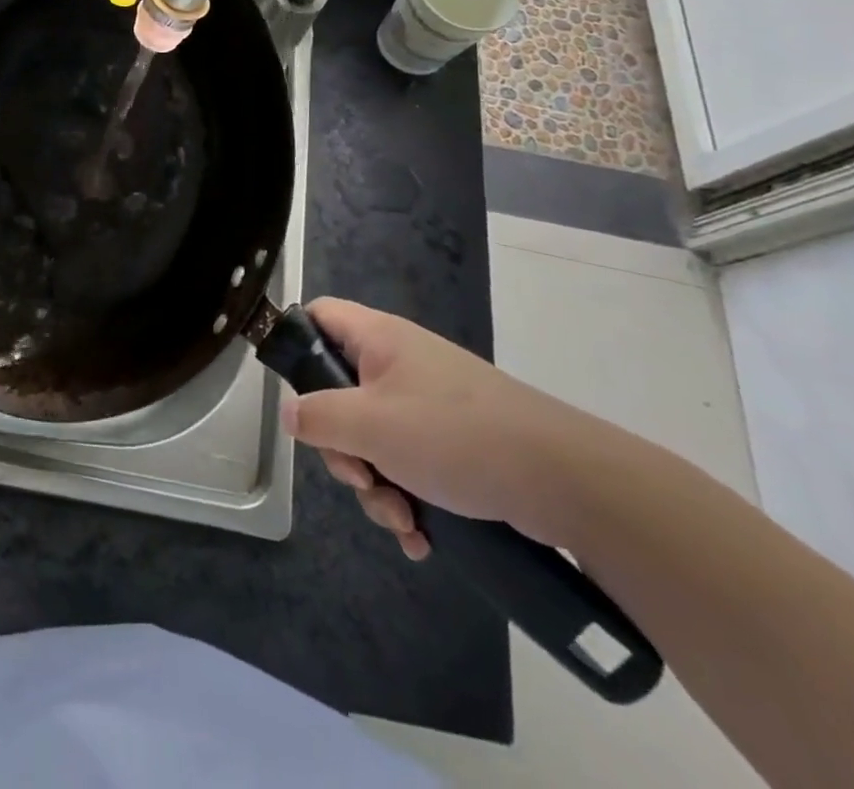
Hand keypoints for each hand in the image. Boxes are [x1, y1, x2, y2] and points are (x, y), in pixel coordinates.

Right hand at [280, 298, 619, 557]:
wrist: (566, 480)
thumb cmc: (456, 436)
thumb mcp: (372, 426)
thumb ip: (317, 416)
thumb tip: (288, 413)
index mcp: (377, 339)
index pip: (318, 315)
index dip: (296, 343)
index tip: (297, 396)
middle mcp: (398, 363)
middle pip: (338, 392)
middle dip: (342, 447)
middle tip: (360, 476)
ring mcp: (427, 402)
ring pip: (372, 437)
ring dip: (376, 484)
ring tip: (402, 520)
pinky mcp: (452, 440)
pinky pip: (408, 462)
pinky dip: (407, 497)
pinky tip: (421, 536)